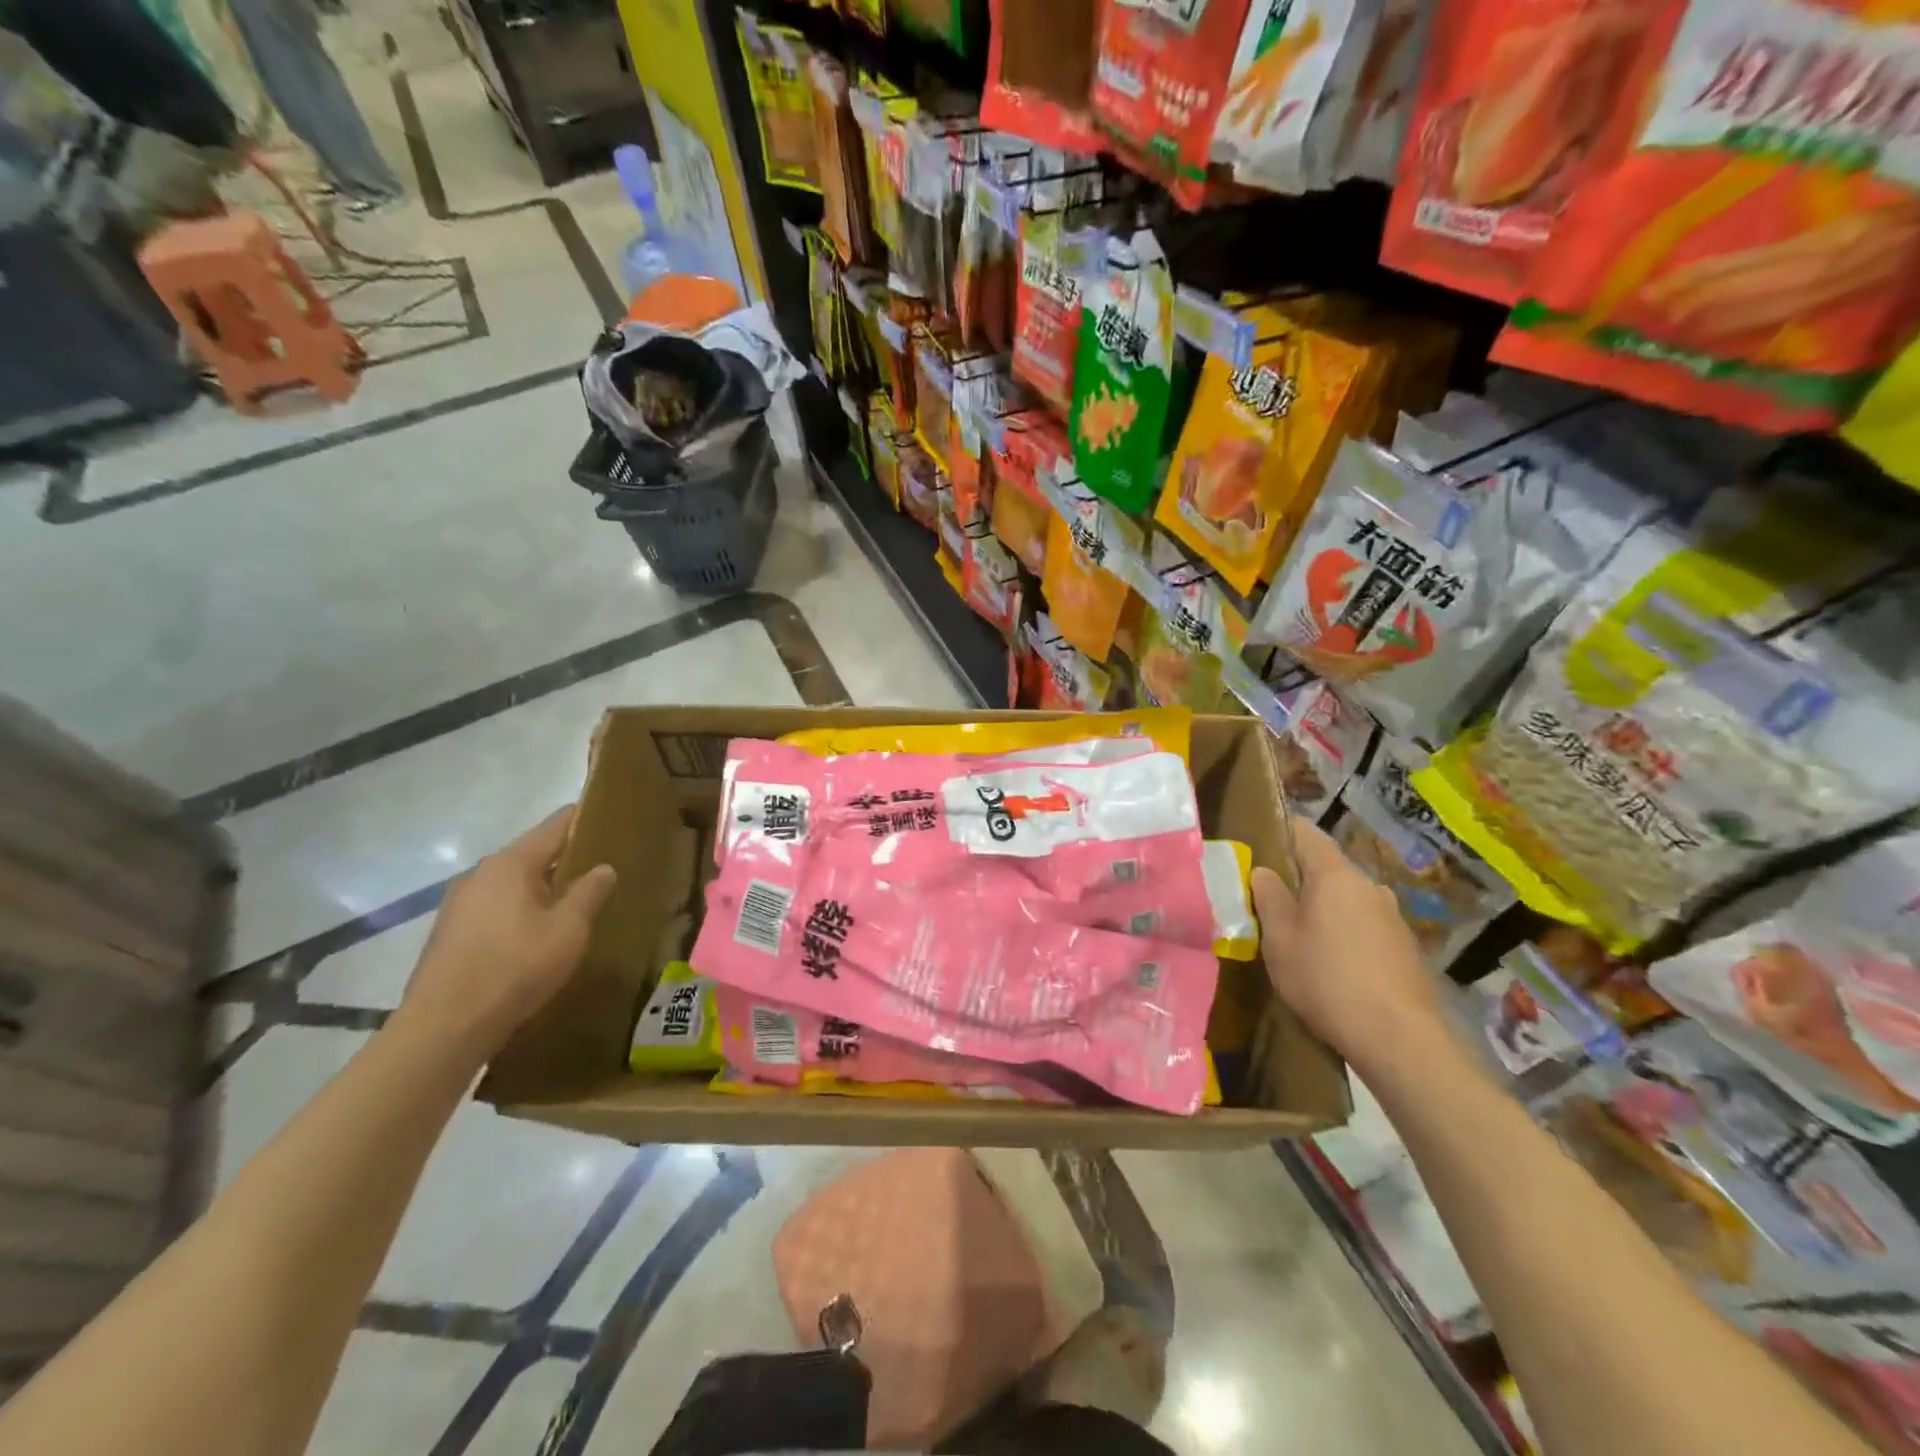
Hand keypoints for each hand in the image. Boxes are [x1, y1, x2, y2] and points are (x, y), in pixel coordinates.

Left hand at [393, 808, 616, 1065]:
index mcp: (511, 863)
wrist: (443, 1028)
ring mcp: (460, 902)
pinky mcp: (452, 931)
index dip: (585, 819)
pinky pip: (497, 905)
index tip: (613, 820)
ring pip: (515, 881)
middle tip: (603, 868)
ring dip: (545, 886)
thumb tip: (604, 867)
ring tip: (576, 901)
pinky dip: (523, 907)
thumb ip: (590, 893)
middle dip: (568, 857)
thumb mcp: (568, 930)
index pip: (556, 825)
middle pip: (534, 852)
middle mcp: (481, 873)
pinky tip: (539, 932)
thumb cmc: (514, 968)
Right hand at [1251, 819, 1444, 1075]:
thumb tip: (1263, 870)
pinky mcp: (1405, 946)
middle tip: (1269, 899)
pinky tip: (1332, 962)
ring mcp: (1392, 916)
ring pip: (1347, 897)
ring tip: (1299, 934)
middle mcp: (1369, 886)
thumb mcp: (1280, 939)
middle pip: (1327, 867)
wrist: (1399, 1039)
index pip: (1305, 832)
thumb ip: (1269, 898)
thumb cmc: (1326, 980)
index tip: (1255, 843)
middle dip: (1298, 877)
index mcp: (1335, 875)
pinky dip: (1345, 931)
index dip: (1279, 831)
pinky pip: (1364, 924)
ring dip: (1323, 907)